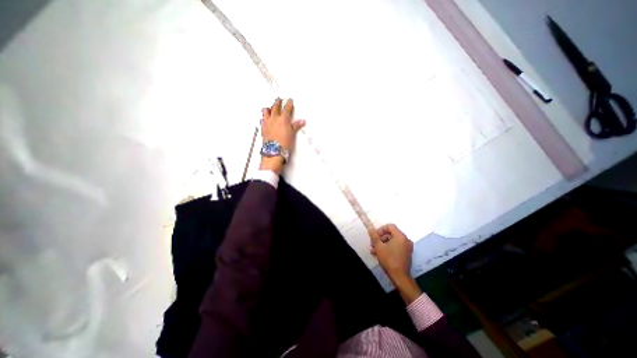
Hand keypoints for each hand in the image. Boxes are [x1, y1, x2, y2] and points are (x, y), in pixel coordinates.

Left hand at [262, 97, 305, 173]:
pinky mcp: (263, 128)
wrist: (274, 151)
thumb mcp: (292, 134)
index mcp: (283, 119)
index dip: (288, 103)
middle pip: (275, 107)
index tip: (289, 99)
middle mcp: (274, 118)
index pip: (286, 108)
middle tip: (279, 99)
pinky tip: (265, 118)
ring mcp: (267, 122)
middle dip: (278, 102)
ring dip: (269, 108)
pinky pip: (262, 119)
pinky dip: (264, 116)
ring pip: (266, 111)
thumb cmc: (285, 143)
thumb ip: (296, 126)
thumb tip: (302, 121)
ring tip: (270, 107)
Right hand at [371, 224, 421, 302]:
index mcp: (400, 236)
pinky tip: (381, 254)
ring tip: (374, 250)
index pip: (389, 226)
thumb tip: (370, 227)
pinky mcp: (407, 253)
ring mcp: (407, 246)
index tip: (375, 237)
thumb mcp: (379, 246)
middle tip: (373, 244)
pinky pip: (397, 246)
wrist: (400, 277)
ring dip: (383, 243)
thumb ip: (374, 236)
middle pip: (391, 233)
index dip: (380, 230)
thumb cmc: (389, 259)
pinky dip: (389, 247)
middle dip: (380, 238)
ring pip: (393, 240)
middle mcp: (406, 239)